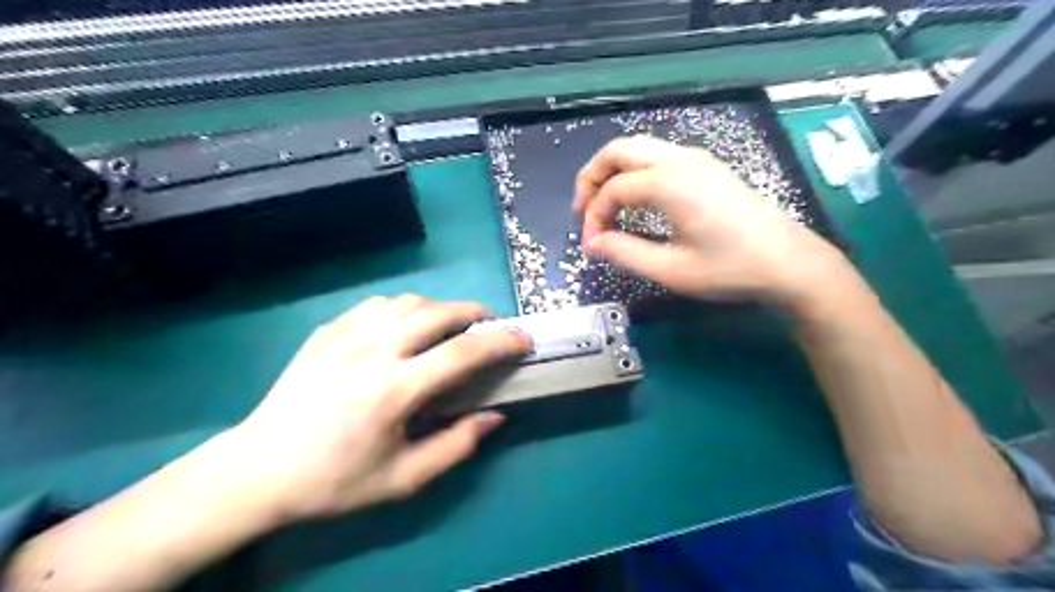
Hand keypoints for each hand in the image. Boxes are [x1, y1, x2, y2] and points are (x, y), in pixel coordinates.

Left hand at [226, 294, 531, 522]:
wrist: (259, 469)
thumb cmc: (335, 480)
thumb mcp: (403, 479)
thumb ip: (456, 445)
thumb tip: (495, 416)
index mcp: (393, 389)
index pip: (463, 351)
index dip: (501, 341)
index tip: (524, 339)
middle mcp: (372, 350)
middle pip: (438, 312)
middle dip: (476, 312)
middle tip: (492, 326)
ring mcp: (345, 334)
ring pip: (409, 301)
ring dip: (440, 309)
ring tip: (451, 327)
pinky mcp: (327, 330)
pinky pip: (378, 305)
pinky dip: (405, 310)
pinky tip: (405, 329)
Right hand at [569, 136, 845, 308]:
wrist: (787, 261)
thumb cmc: (730, 268)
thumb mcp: (671, 269)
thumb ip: (626, 252)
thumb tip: (594, 243)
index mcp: (668, 182)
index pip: (612, 189)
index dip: (594, 216)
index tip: (591, 245)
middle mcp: (678, 159)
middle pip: (618, 150)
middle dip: (592, 177)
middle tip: (583, 210)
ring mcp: (695, 158)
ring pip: (637, 148)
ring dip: (613, 171)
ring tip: (603, 204)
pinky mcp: (705, 166)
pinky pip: (656, 156)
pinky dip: (634, 171)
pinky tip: (634, 199)